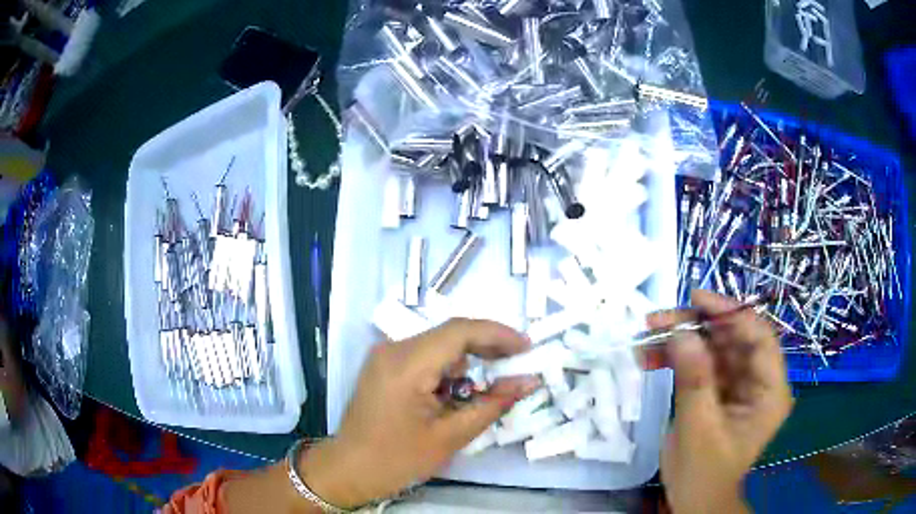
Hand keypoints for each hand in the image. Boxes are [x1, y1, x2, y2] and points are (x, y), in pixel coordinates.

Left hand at [301, 319, 539, 507]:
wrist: (349, 469)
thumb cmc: (397, 459)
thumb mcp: (450, 436)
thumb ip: (492, 404)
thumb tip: (528, 382)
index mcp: (406, 365)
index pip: (459, 331)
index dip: (498, 334)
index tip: (527, 347)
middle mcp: (392, 349)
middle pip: (449, 334)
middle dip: (487, 347)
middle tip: (517, 364)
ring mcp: (385, 355)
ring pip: (438, 344)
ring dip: (467, 361)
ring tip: (488, 386)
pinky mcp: (384, 365)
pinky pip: (424, 356)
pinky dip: (448, 369)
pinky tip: (458, 392)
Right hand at [649, 291, 792, 512]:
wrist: (694, 501)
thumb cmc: (704, 473)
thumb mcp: (699, 429)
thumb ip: (694, 380)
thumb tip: (681, 332)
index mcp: (770, 391)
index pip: (758, 337)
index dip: (730, 312)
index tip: (696, 299)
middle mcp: (758, 381)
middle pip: (733, 338)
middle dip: (696, 326)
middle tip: (658, 319)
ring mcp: (738, 385)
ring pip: (713, 347)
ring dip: (680, 340)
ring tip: (646, 337)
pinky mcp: (718, 391)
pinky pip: (699, 364)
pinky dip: (676, 358)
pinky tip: (650, 357)